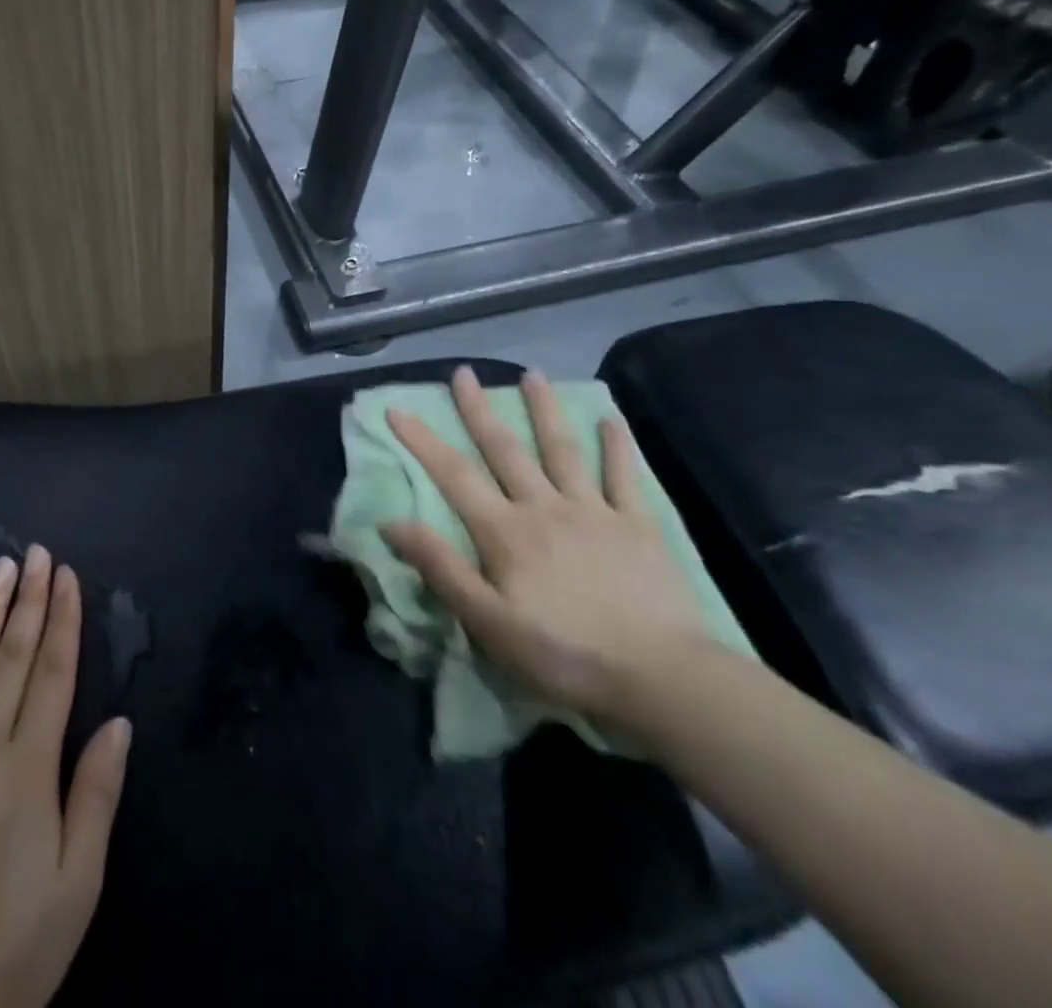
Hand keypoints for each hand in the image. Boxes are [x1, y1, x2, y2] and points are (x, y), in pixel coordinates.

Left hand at [0, 545, 130, 1007]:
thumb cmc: (6, 956)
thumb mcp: (75, 888)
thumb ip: (96, 796)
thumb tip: (119, 722)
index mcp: (28, 768)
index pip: (53, 673)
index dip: (63, 620)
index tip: (67, 576)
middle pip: (12, 657)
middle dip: (29, 600)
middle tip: (37, 552)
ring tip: (1, 569)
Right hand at [382, 367, 716, 729]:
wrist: (661, 677)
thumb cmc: (564, 654)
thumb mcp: (487, 622)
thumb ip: (440, 567)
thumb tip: (390, 522)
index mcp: (505, 532)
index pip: (454, 475)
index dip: (422, 440)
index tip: (397, 408)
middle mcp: (544, 507)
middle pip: (505, 450)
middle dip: (479, 410)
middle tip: (463, 373)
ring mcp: (595, 512)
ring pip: (562, 450)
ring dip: (544, 410)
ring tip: (532, 375)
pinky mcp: (639, 526)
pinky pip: (625, 477)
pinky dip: (617, 447)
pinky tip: (610, 419)